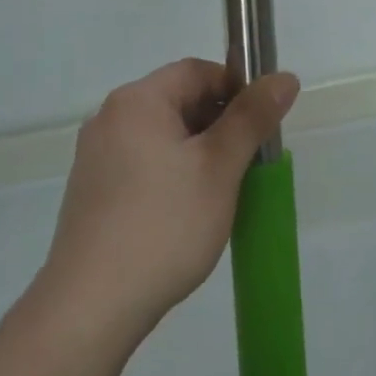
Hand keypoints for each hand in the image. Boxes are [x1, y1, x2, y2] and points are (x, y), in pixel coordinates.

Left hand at [42, 58, 297, 342]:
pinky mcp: (90, 190)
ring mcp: (94, 156)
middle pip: (176, 101)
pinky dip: (169, 174)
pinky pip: (140, 164)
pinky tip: (184, 213)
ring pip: (160, 136)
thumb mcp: (219, 168)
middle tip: (246, 165)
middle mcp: (109, 117)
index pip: (197, 71)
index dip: (236, 89)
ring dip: (196, 152)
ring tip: (220, 193)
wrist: (92, 304)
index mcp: (136, 101)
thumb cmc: (164, 225)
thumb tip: (285, 77)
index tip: (261, 126)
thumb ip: (252, 118)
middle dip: (218, 124)